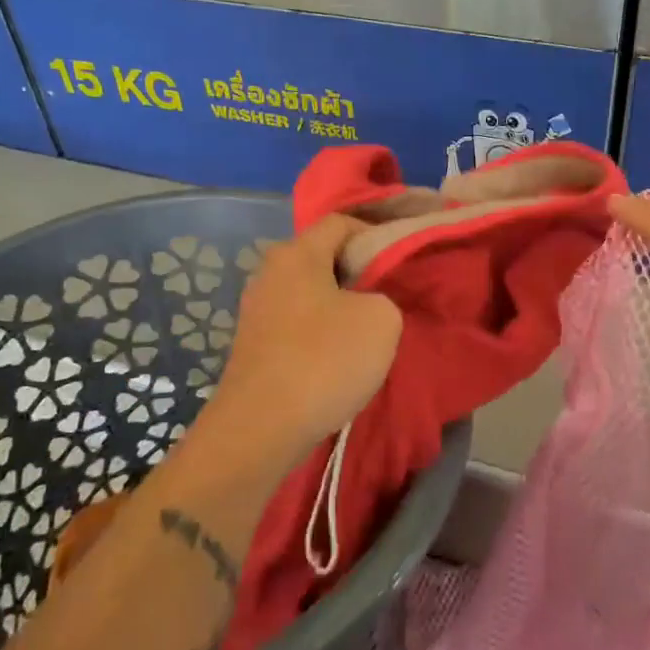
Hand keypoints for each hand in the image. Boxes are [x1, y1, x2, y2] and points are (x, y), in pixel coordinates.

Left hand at [211, 215, 402, 453]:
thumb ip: (381, 296)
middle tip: (385, 299)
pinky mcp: (252, 344)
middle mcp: (269, 272)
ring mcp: (255, 309)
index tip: (398, 261)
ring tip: (364, 334)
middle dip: (356, 273)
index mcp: (296, 253)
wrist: (261, 427)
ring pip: (308, 293)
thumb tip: (362, 305)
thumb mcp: (382, 320)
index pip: (339, 222)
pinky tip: (334, 360)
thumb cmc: (324, 360)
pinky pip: (295, 324)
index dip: (374, 234)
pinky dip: (318, 333)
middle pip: (321, 257)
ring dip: (337, 307)